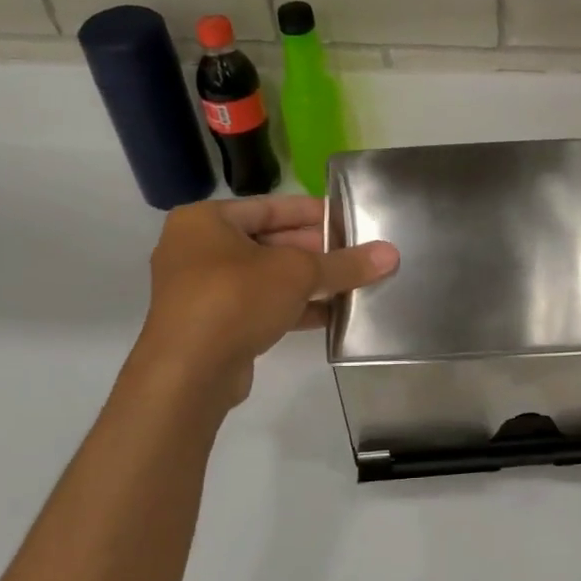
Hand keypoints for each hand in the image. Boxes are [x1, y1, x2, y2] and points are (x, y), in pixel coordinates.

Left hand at [134, 196, 397, 406]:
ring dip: (307, 283)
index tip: (347, 218)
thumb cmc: (236, 299)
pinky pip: (258, 306)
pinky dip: (291, 308)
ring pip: (265, 278)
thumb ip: (344, 263)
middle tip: (355, 254)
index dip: (312, 212)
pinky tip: (330, 315)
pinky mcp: (211, 325)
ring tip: (350, 284)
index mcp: (205, 221)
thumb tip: (391, 254)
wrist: (188, 374)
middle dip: (314, 251)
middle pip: (268, 242)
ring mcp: (201, 290)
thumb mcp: (298, 274)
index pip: (269, 206)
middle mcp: (196, 250)